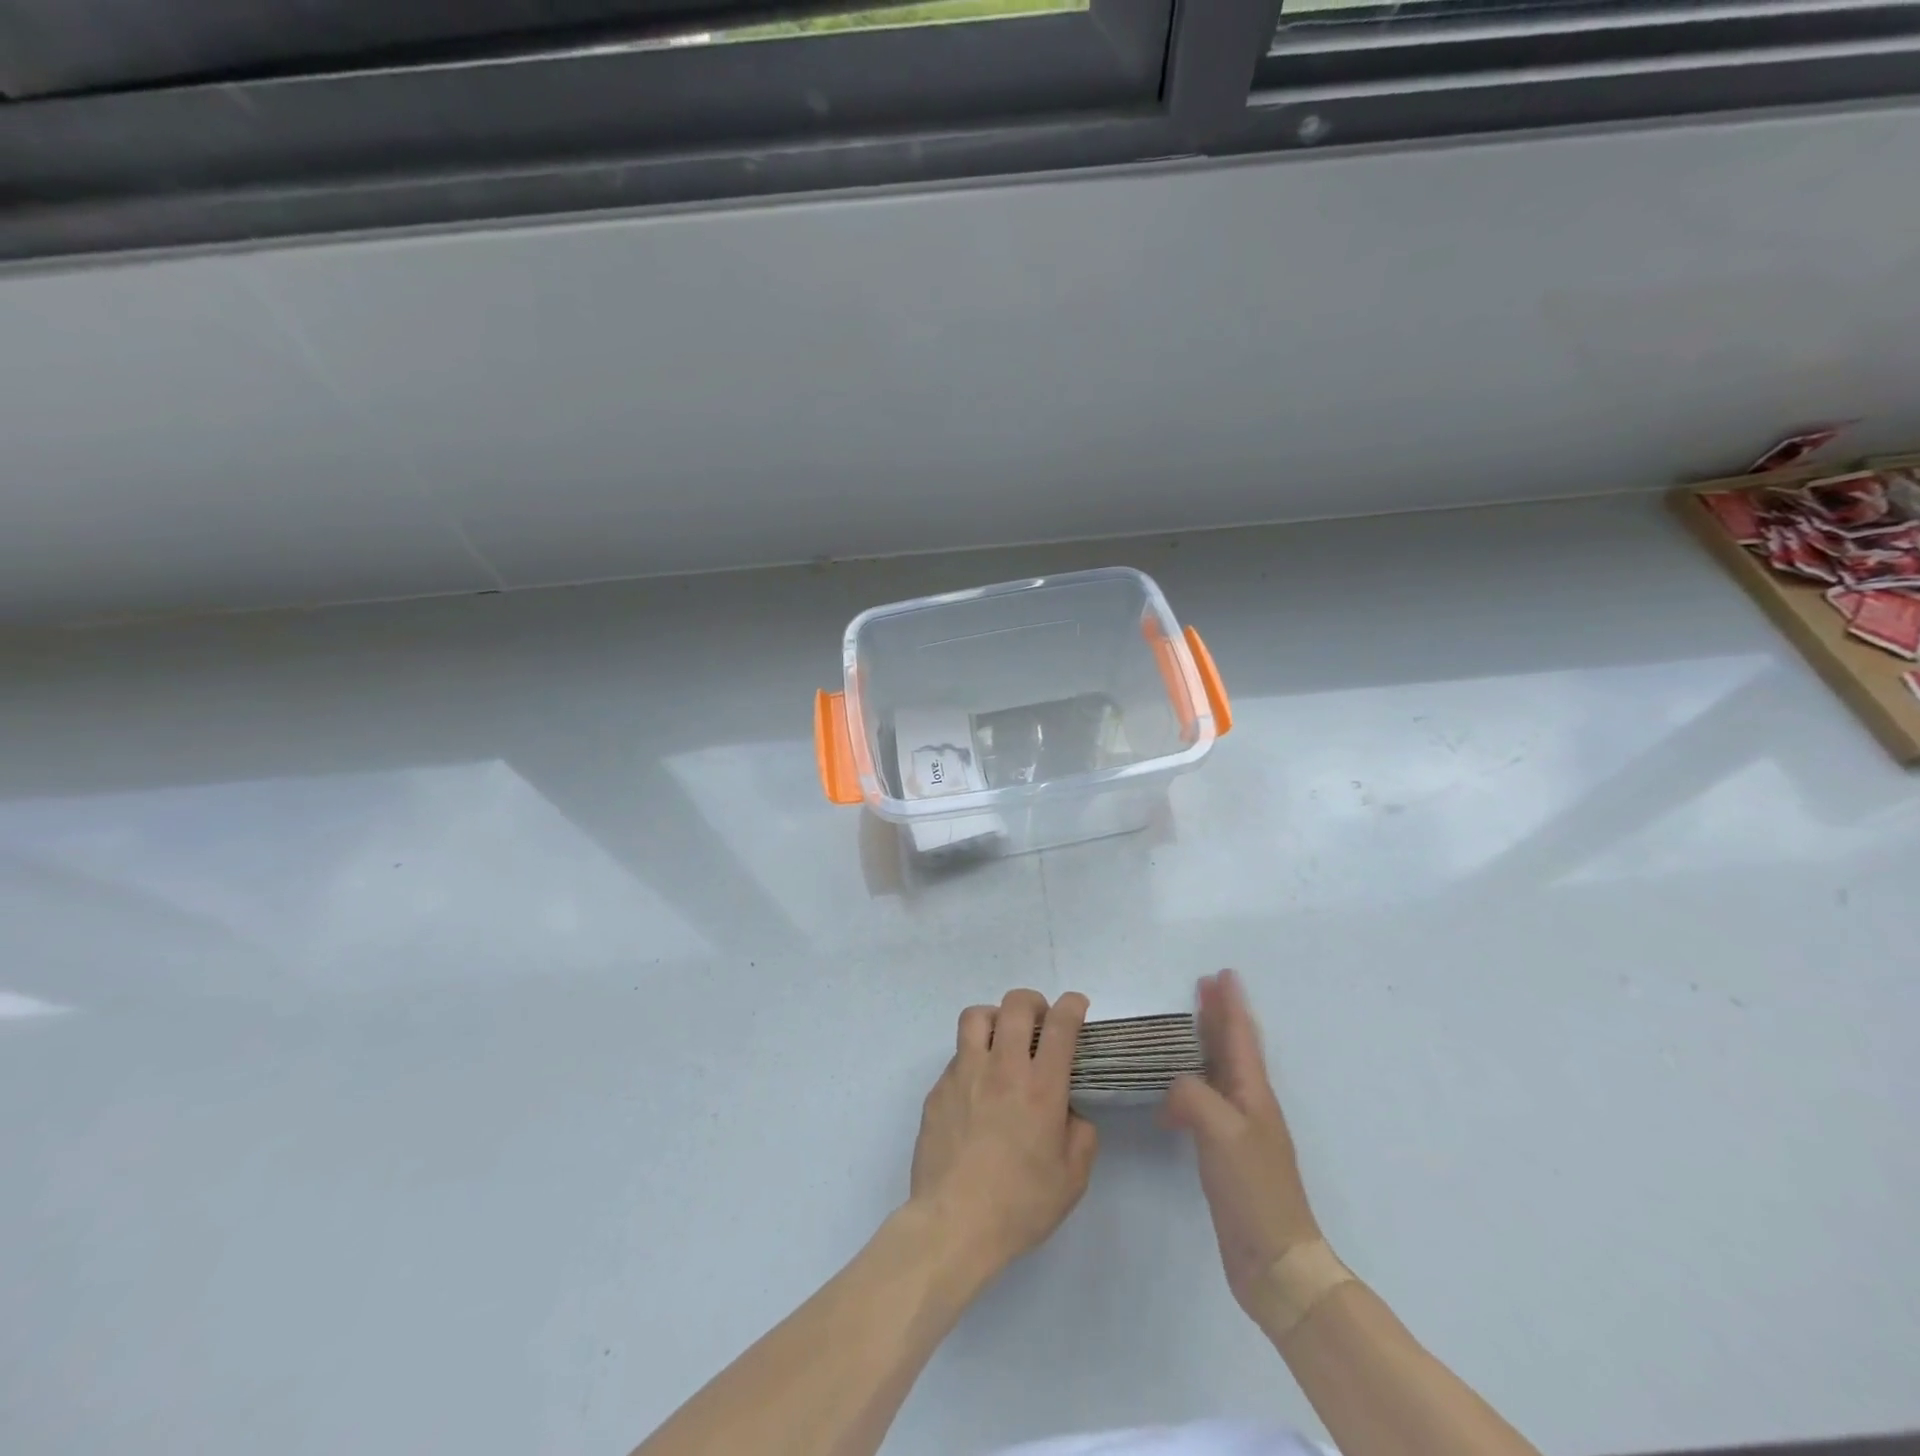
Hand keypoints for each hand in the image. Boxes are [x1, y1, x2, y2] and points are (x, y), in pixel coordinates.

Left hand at [908, 989, 1098, 1287]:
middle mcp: (1002, 1068)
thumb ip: (1080, 1136)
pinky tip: (977, 1089)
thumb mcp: (1072, 1179)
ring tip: (1002, 1039)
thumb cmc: (1019, 1204)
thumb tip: (1069, 1113)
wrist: (953, 1223)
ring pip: (976, 1016)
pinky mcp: (938, 1089)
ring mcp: (965, 1074)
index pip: (1060, 1025)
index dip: (1072, 1005)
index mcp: (1041, 1087)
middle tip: (1039, 1020)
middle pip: (1015, 1005)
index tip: (1077, 1005)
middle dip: (1033, 1001)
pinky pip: (957, 1056)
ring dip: (995, 1017)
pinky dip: (972, 1058)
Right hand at [1163, 970, 1323, 1327]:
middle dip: (1219, 1015)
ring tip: (1187, 1027)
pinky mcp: (1226, 1153)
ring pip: (1220, 1072)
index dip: (1231, 1004)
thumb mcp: (1220, 1131)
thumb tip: (1174, 1089)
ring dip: (1206, 1044)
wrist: (1276, 1261)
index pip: (1240, 1036)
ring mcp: (1239, 1130)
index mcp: (1253, 1093)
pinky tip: (1173, 1093)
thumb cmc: (1253, 1189)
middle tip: (1203, 986)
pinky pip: (1206, 1101)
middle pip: (1233, 1048)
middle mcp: (1249, 1104)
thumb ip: (1192, 1095)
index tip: (1223, 973)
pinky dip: (1190, 1084)